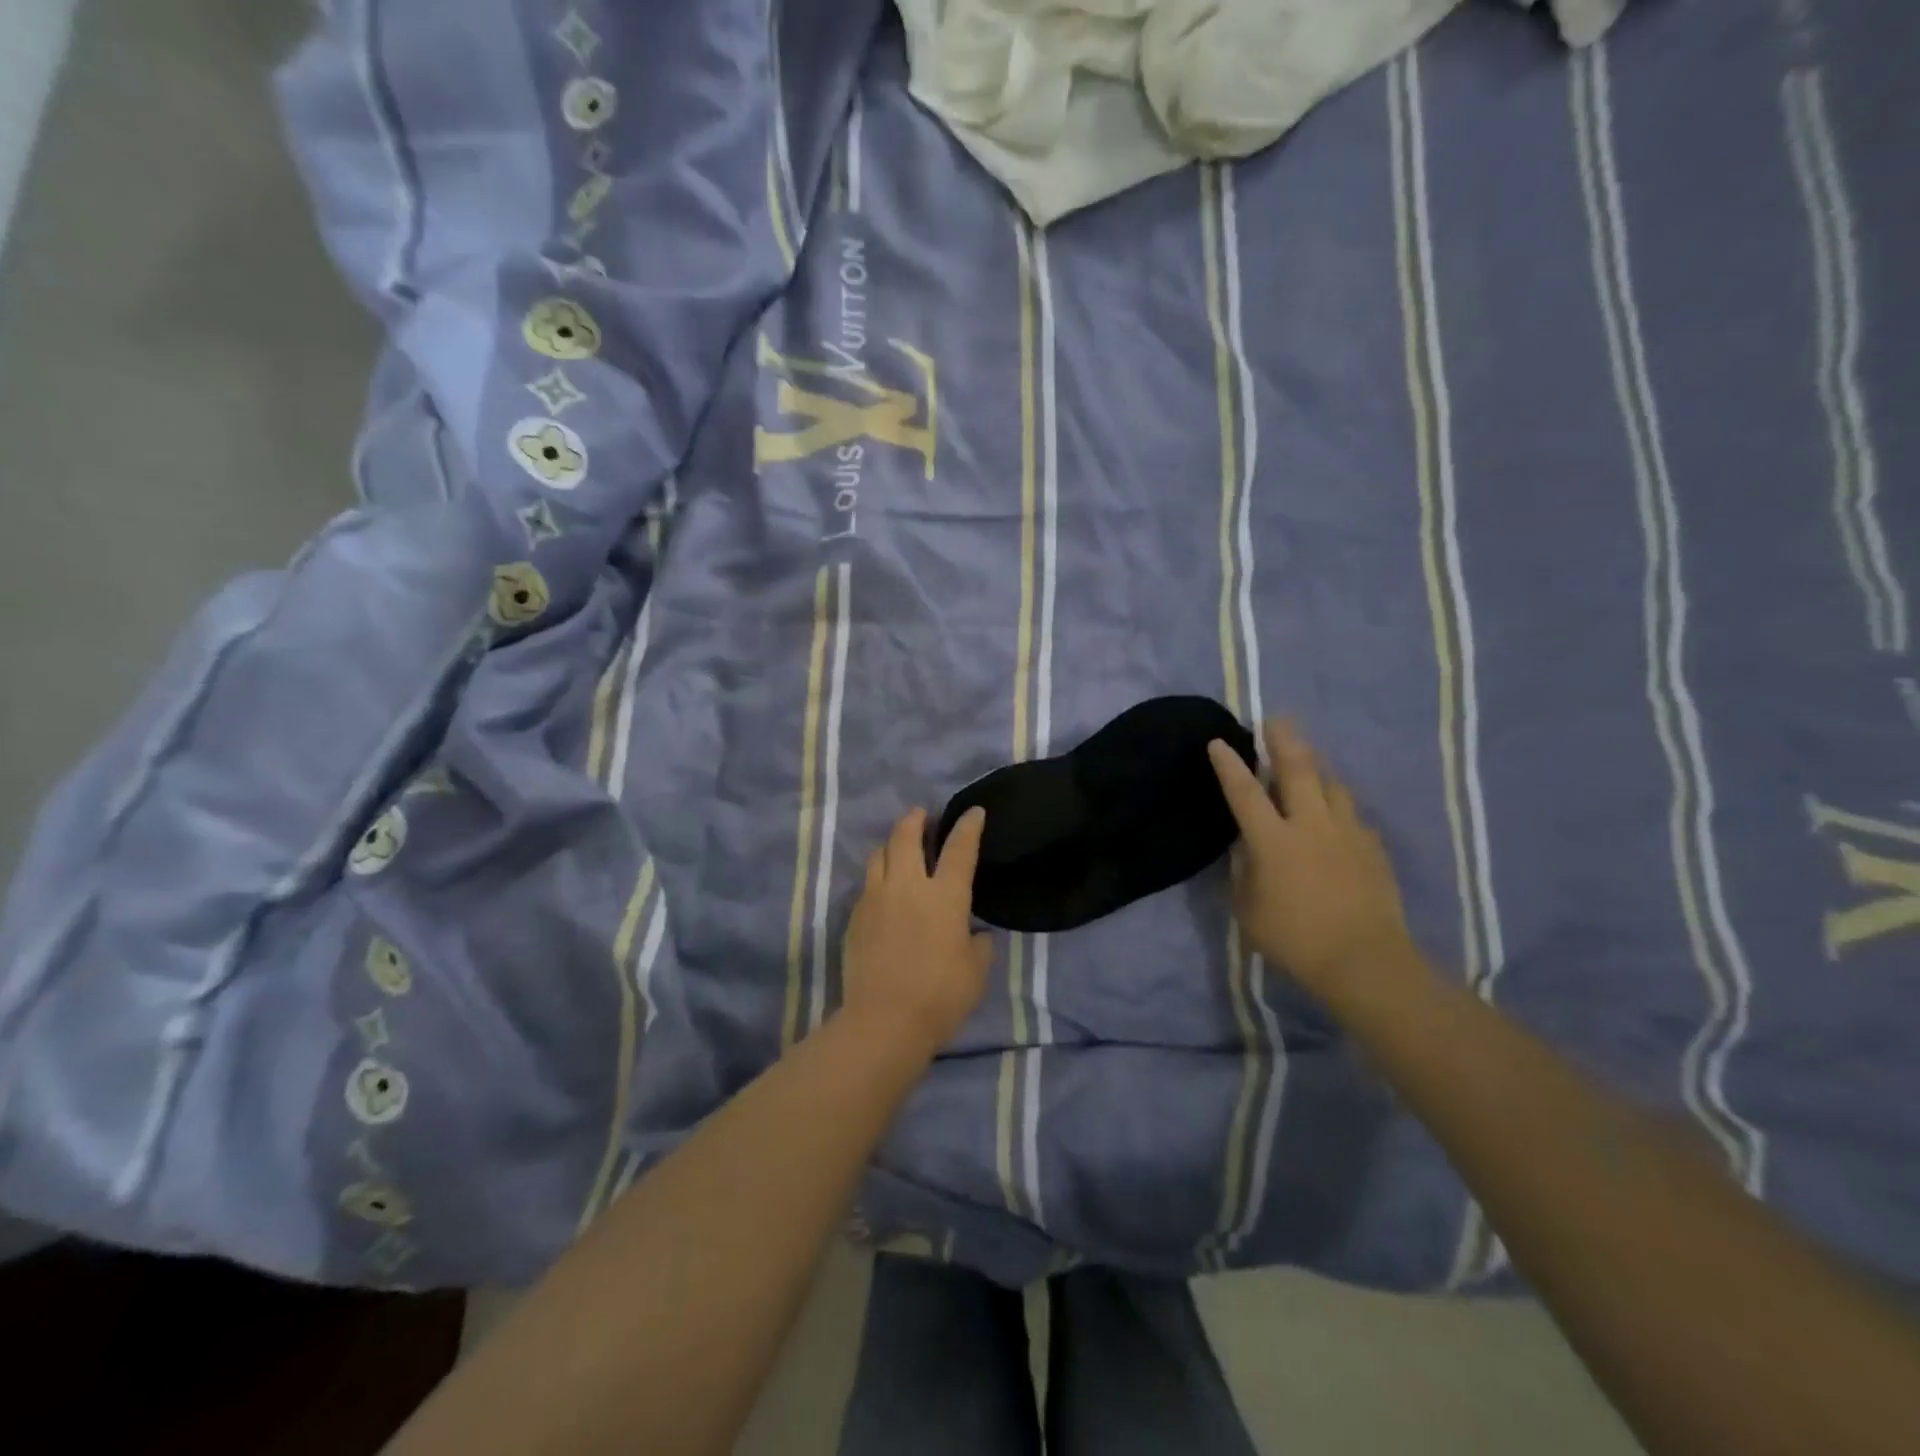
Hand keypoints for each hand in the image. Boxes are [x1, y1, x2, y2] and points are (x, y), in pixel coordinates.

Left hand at [841, 808, 994, 1054]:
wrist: (884, 1020)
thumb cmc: (940, 996)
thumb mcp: (976, 971)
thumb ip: (978, 944)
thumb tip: (974, 933)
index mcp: (945, 895)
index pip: (959, 849)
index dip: (968, 826)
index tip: (973, 811)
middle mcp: (908, 886)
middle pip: (906, 836)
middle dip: (916, 820)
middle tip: (922, 816)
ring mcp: (876, 898)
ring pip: (879, 855)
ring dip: (891, 845)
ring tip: (899, 849)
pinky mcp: (854, 917)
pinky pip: (867, 884)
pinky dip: (878, 877)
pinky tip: (884, 891)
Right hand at [1207, 719, 1427, 1004]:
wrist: (1365, 960)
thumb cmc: (1294, 939)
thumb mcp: (1248, 909)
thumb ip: (1243, 871)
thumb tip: (1246, 847)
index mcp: (1273, 840)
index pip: (1244, 792)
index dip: (1229, 765)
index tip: (1219, 742)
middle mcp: (1311, 825)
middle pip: (1298, 769)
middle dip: (1283, 740)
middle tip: (1276, 719)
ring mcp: (1347, 833)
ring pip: (1332, 785)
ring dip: (1316, 769)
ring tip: (1308, 763)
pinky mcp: (1373, 848)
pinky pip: (1352, 815)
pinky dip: (1338, 808)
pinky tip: (1336, 818)